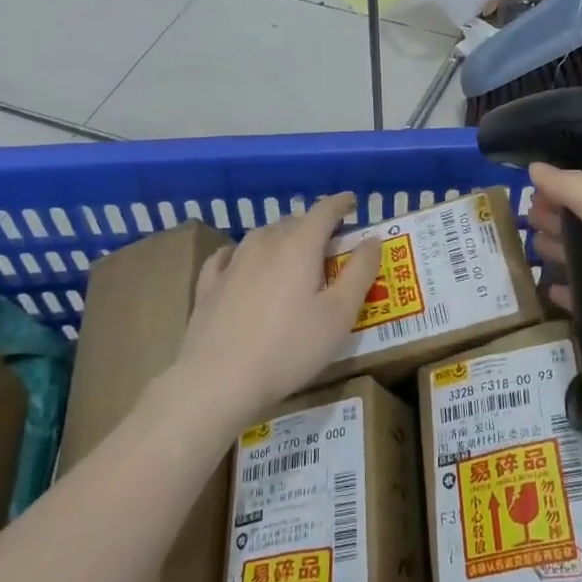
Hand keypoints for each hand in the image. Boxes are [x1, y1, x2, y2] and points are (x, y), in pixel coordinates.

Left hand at [167, 193, 381, 431]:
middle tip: (329, 240)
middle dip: (313, 224)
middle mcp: (264, 244)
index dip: (340, 204)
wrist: (219, 380)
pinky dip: (242, 253)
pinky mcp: (208, 286)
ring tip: (291, 251)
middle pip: (292, 222)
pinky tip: (240, 261)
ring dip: (281, 236)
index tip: (352, 202)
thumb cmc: (290, 348)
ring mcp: (232, 264)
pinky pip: (227, 256)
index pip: (323, 211)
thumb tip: (372, 239)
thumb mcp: (339, 315)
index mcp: (299, 246)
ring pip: (261, 236)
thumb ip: (360, 272)